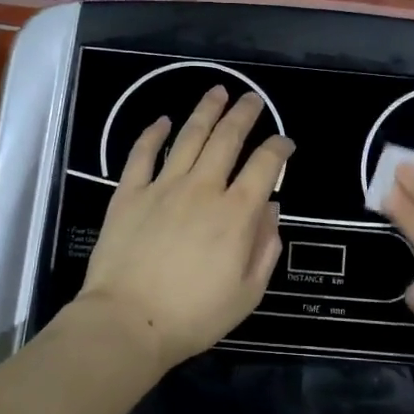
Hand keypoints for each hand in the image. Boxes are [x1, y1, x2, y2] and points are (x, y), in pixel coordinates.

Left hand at [74, 87, 292, 373]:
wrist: (128, 322)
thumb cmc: (194, 316)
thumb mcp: (248, 292)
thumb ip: (265, 247)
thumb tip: (272, 210)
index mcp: (236, 213)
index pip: (265, 165)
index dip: (279, 148)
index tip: (285, 143)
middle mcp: (203, 189)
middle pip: (227, 139)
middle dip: (244, 114)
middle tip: (252, 99)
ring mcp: (162, 187)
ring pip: (189, 137)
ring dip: (206, 111)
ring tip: (217, 91)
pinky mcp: (128, 193)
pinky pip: (142, 154)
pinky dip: (153, 133)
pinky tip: (163, 120)